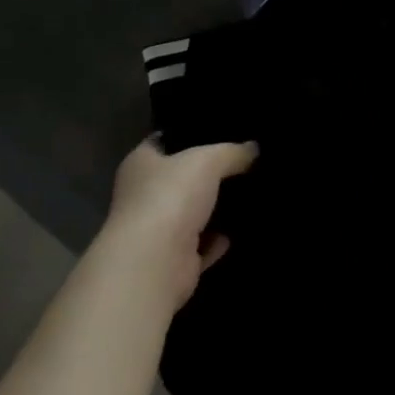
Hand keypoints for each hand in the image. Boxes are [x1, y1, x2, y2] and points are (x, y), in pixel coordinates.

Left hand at [95, 136, 257, 308]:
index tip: (219, 132)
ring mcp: (157, 230)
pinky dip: (218, 241)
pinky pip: (202, 245)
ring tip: (250, 194)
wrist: (155, 263)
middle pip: (180, 179)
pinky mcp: (174, 260)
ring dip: (214, 209)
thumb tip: (253, 149)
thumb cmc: (171, 197)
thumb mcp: (208, 160)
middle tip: (245, 163)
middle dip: (208, 174)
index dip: (188, 135)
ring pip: (191, 213)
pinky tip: (240, 230)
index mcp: (140, 163)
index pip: (163, 141)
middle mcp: (143, 195)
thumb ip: (232, 152)